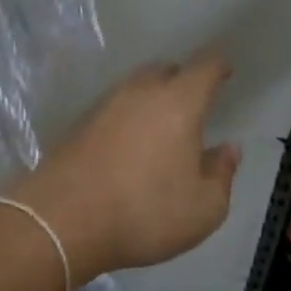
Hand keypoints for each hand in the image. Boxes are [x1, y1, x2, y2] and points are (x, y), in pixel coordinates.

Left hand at [12, 56, 240, 283]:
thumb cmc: (145, 213)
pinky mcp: (77, 126)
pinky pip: (111, 110)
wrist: (61, 223)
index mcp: (179, 103)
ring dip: (150, 99)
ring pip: (134, 88)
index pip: (205, 67)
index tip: (226, 71)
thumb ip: (222, 174)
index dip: (218, 66)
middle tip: (193, 102)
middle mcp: (140, 93)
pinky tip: (128, 145)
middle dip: (182, 80)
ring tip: (160, 125)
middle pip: (165, 70)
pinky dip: (125, 119)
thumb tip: (229, 149)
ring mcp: (103, 106)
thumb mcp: (204, 208)